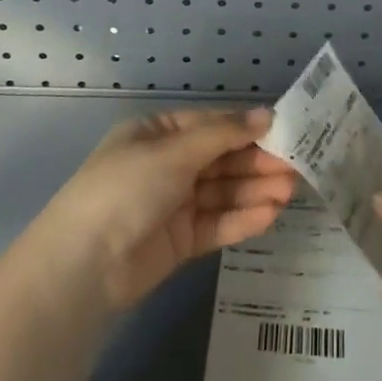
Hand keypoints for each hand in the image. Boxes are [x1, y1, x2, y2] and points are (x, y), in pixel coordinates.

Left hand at [38, 108, 300, 310]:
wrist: (83, 266)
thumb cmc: (126, 189)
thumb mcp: (174, 152)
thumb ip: (224, 135)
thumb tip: (266, 114)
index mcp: (156, 134)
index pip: (211, 125)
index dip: (246, 128)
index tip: (285, 131)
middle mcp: (166, 165)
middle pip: (220, 159)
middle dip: (256, 162)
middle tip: (298, 165)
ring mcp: (172, 204)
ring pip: (222, 192)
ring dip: (255, 190)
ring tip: (291, 190)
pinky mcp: (179, 241)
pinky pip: (216, 223)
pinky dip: (242, 218)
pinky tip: (270, 214)